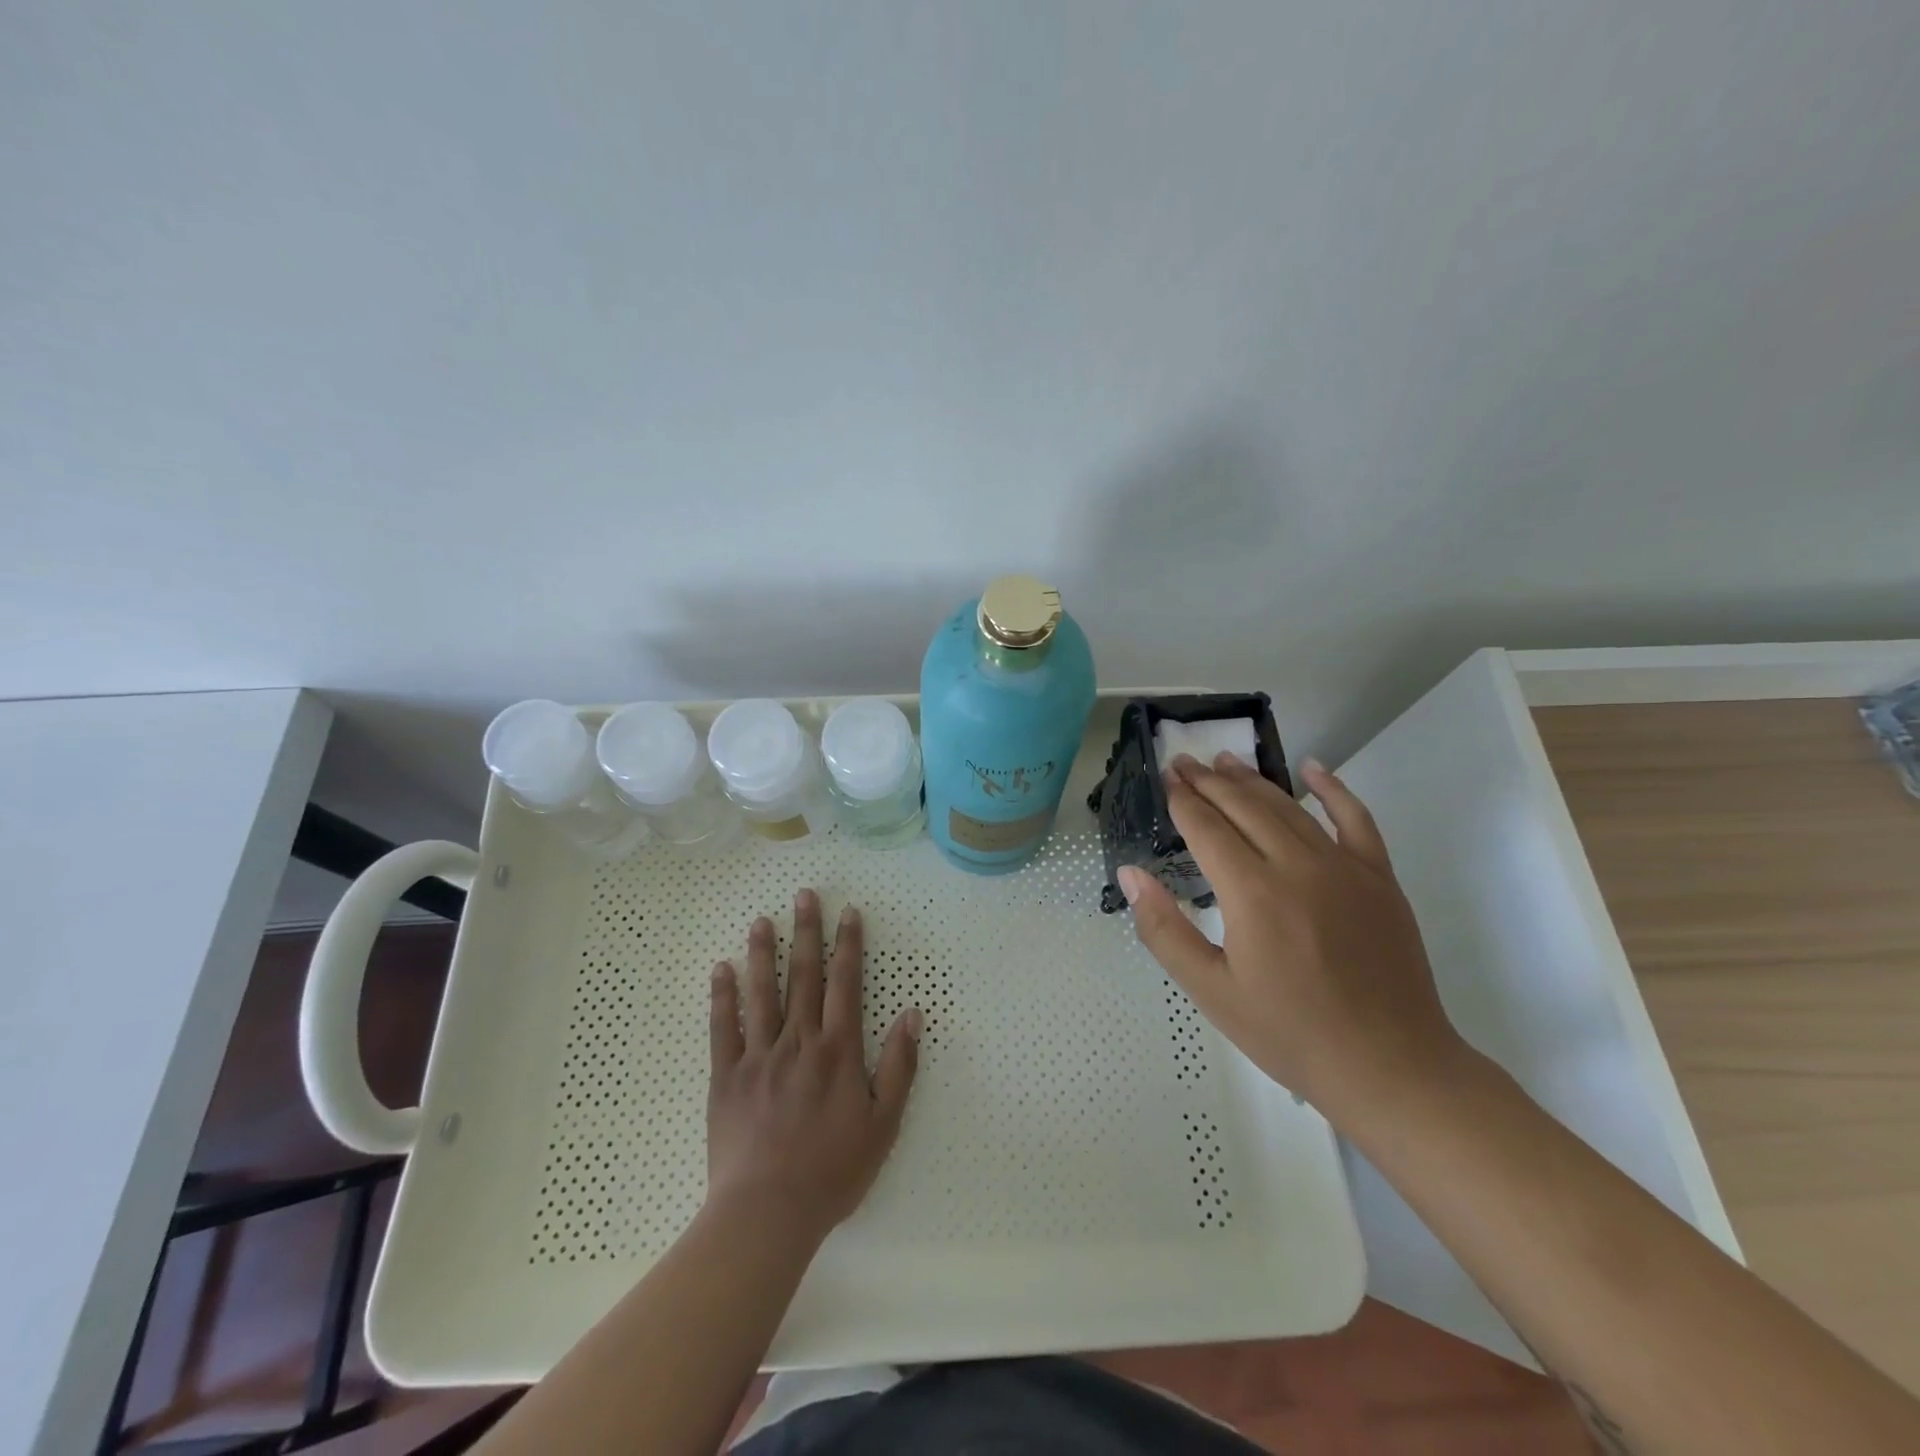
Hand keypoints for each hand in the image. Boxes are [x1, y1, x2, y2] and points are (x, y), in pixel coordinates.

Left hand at [706, 889, 920, 1242]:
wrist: (768, 1213)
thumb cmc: (833, 1170)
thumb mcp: (883, 1123)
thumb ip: (899, 1066)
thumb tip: (912, 1014)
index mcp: (838, 1049)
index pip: (845, 983)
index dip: (849, 944)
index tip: (848, 912)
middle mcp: (799, 1040)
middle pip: (803, 975)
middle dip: (806, 931)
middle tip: (804, 895)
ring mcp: (759, 1055)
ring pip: (761, 992)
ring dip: (761, 952)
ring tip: (761, 920)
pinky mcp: (727, 1076)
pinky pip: (723, 1028)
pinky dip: (722, 996)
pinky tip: (721, 969)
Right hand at [1117, 754, 1465, 1121]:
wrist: (1390, 1067)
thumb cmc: (1289, 1034)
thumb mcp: (1211, 991)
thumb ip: (1165, 929)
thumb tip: (1131, 874)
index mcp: (1253, 894)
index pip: (1208, 829)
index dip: (1183, 801)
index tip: (1165, 778)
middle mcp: (1298, 866)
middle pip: (1245, 807)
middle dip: (1209, 781)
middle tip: (1184, 762)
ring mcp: (1345, 867)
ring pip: (1289, 807)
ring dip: (1253, 780)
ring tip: (1224, 761)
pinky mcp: (1379, 878)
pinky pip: (1356, 818)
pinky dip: (1333, 789)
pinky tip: (1312, 768)